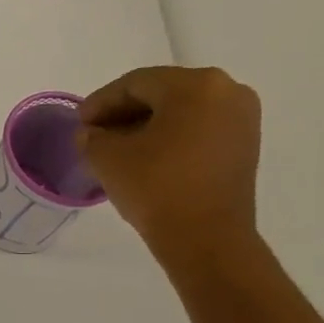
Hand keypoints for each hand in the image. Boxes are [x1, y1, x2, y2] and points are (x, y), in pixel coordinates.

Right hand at [75, 65, 261, 269]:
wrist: (206, 239)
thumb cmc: (156, 187)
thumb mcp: (107, 158)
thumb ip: (92, 137)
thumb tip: (92, 134)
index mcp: (195, 85)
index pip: (136, 83)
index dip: (101, 102)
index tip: (79, 122)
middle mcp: (227, 91)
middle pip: (162, 94)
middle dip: (124, 113)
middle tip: (94, 134)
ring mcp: (241, 120)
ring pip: (181, 113)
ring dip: (146, 126)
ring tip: (116, 149)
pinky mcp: (244, 146)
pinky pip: (198, 130)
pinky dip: (170, 139)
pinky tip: (145, 159)